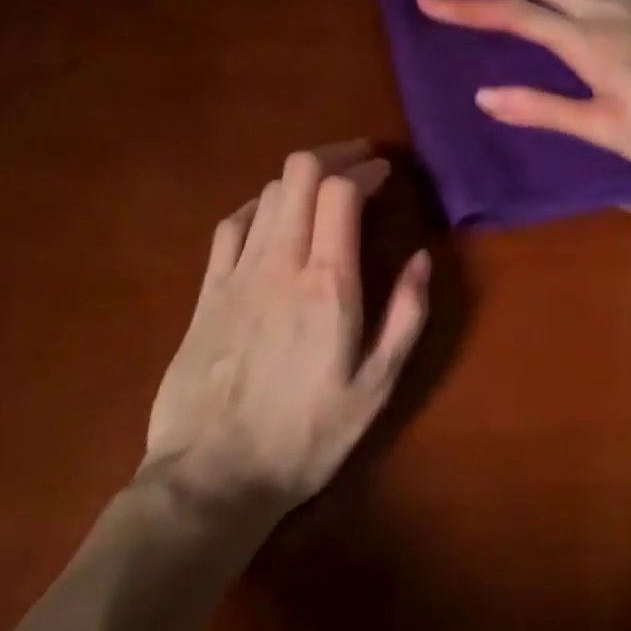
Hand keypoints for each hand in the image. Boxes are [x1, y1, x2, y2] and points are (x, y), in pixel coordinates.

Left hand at [142, 142, 429, 521]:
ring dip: (299, 178)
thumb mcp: (376, 387)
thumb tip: (423, 258)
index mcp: (328, 284)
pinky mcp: (206, 290)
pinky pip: (231, 225)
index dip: (365, 169)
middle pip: (299, 174)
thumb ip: (406, 316)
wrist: (213, 475)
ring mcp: (236, 273)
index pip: (341, 191)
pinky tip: (270, 215)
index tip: (385, 172)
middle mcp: (280, 263)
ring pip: (267, 193)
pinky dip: (258, 205)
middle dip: (333, 155)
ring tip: (324, 188)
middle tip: (358, 163)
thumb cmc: (306, 437)